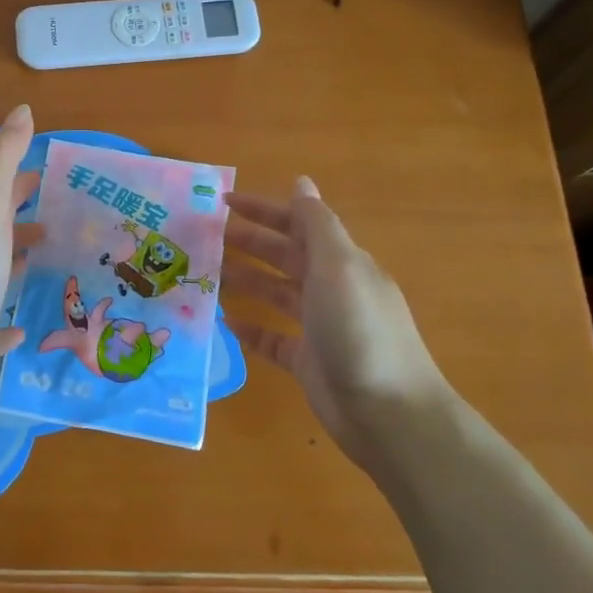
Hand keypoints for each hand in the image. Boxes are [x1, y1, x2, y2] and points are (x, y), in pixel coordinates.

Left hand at [0, 104, 43, 398]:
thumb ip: (1, 160)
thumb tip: (22, 109)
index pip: (0, 196)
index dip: (22, 181)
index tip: (53, 176)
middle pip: (0, 235)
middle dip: (27, 223)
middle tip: (68, 219)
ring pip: (0, 278)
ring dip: (22, 266)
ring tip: (59, 263)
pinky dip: (12, 326)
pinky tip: (27, 328)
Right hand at [222, 177, 450, 463]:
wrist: (387, 411)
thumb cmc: (358, 329)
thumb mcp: (338, 266)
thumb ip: (316, 224)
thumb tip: (301, 181)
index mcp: (341, 261)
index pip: (298, 224)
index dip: (264, 210)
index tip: (224, 202)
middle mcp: (331, 289)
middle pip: (284, 256)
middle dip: (249, 243)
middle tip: (205, 238)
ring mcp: (319, 327)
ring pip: (276, 294)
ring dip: (246, 280)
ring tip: (208, 274)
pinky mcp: (308, 362)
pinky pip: (273, 338)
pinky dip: (252, 328)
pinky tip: (225, 322)